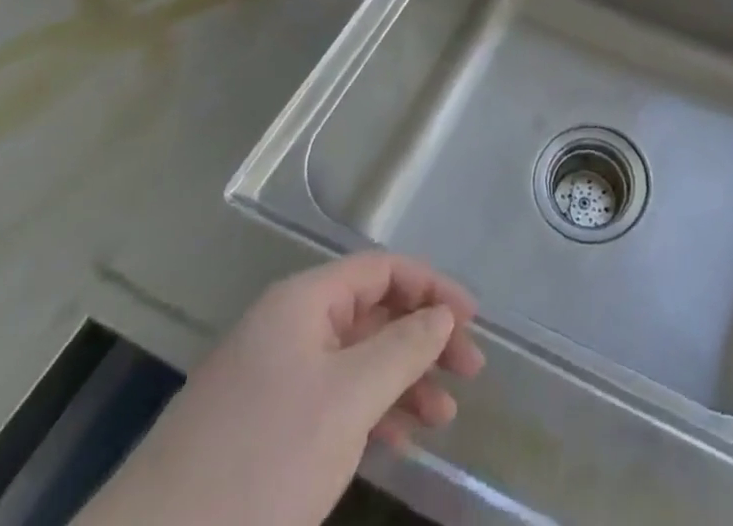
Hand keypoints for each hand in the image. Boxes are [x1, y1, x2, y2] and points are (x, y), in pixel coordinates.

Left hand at [80, 253, 484, 525]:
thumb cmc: (261, 461)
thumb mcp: (346, 399)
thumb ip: (403, 348)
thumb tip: (441, 314)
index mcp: (303, 302)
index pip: (382, 270)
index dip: (432, 287)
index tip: (472, 322)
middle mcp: (287, 328)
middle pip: (372, 314)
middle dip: (423, 339)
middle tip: (469, 373)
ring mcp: (271, 379)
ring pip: (355, 362)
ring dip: (402, 382)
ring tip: (442, 418)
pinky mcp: (261, 429)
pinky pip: (331, 400)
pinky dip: (369, 413)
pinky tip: (396, 441)